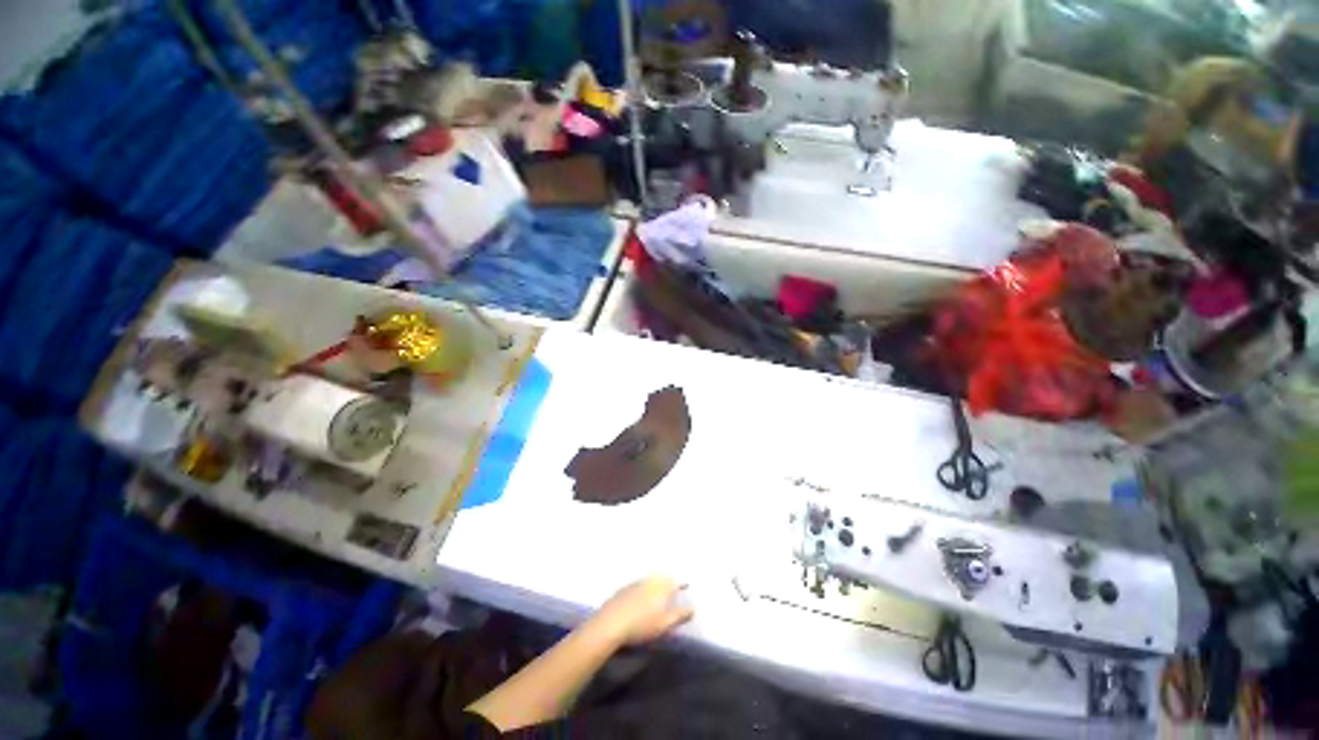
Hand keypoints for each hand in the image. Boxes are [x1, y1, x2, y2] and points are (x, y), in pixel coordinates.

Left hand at [594, 577, 693, 645]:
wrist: (610, 625)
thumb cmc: (641, 625)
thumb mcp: (665, 624)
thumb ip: (680, 615)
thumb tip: (693, 608)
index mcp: (660, 585)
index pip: (674, 580)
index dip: (681, 583)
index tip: (687, 585)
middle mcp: (648, 580)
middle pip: (661, 578)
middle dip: (668, 582)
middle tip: (673, 589)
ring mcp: (634, 584)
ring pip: (649, 581)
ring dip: (655, 585)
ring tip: (658, 594)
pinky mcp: (622, 591)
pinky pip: (637, 586)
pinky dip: (643, 590)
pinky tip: (640, 599)